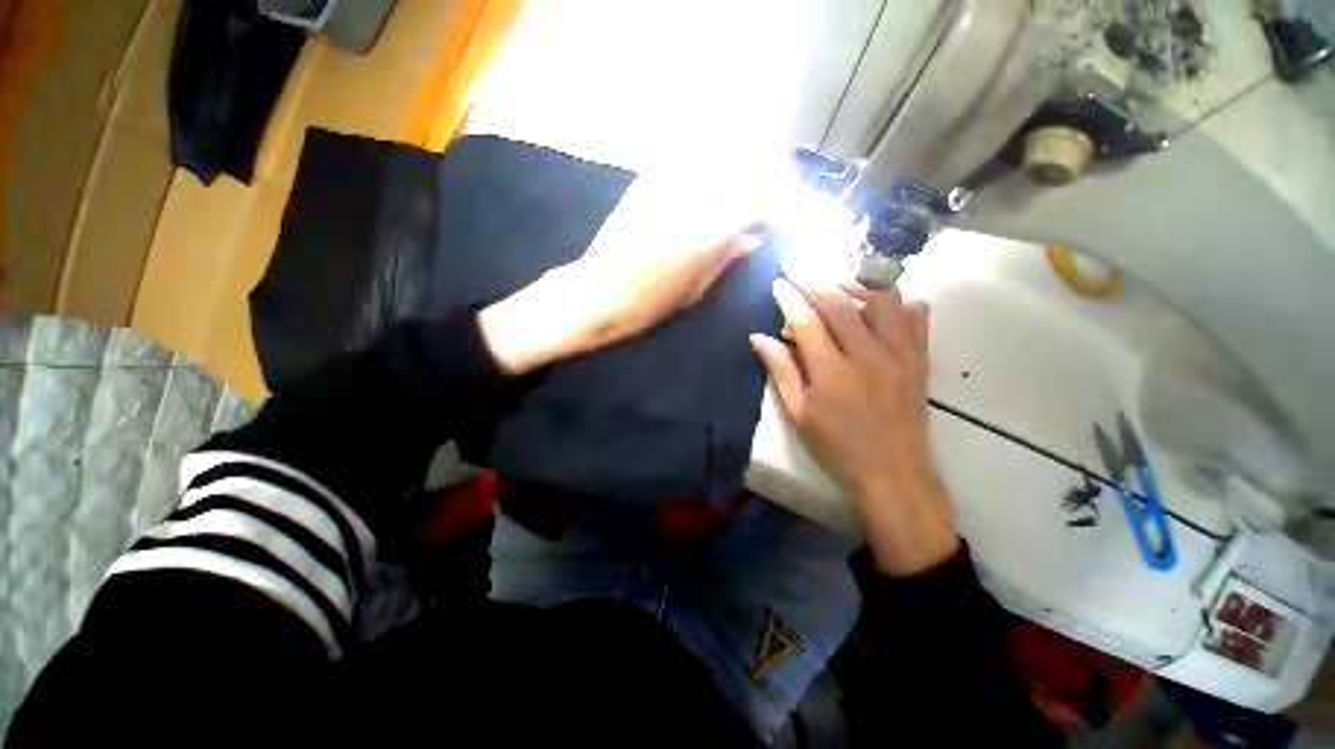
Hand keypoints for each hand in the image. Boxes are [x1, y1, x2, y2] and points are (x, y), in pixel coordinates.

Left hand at [478, 176, 765, 374]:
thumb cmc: (647, 306)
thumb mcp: (694, 292)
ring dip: (735, 160)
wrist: (596, 294)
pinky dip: (703, 159)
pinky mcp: (643, 183)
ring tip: (741, 181)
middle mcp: (687, 206)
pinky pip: (681, 156)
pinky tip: (708, 176)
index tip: (782, 213)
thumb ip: (726, 259)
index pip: (756, 201)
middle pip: (739, 163)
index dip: (778, 203)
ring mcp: (662, 188)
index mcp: (703, 240)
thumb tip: (753, 238)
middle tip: (768, 189)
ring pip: (713, 151)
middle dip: (763, 171)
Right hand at [750, 279, 957, 575]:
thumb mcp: (798, 413)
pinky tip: (880, 303)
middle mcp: (868, 355)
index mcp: (832, 373)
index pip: (806, 322)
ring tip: (837, 282)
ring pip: (881, 300)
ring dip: (856, 283)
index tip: (779, 282)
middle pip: (839, 303)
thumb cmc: (836, 447)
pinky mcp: (920, 359)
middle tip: (798, 265)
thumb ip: (780, 371)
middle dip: (814, 279)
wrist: (892, 473)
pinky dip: (898, 301)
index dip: (790, 298)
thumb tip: (759, 338)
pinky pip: (916, 316)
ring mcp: (899, 354)